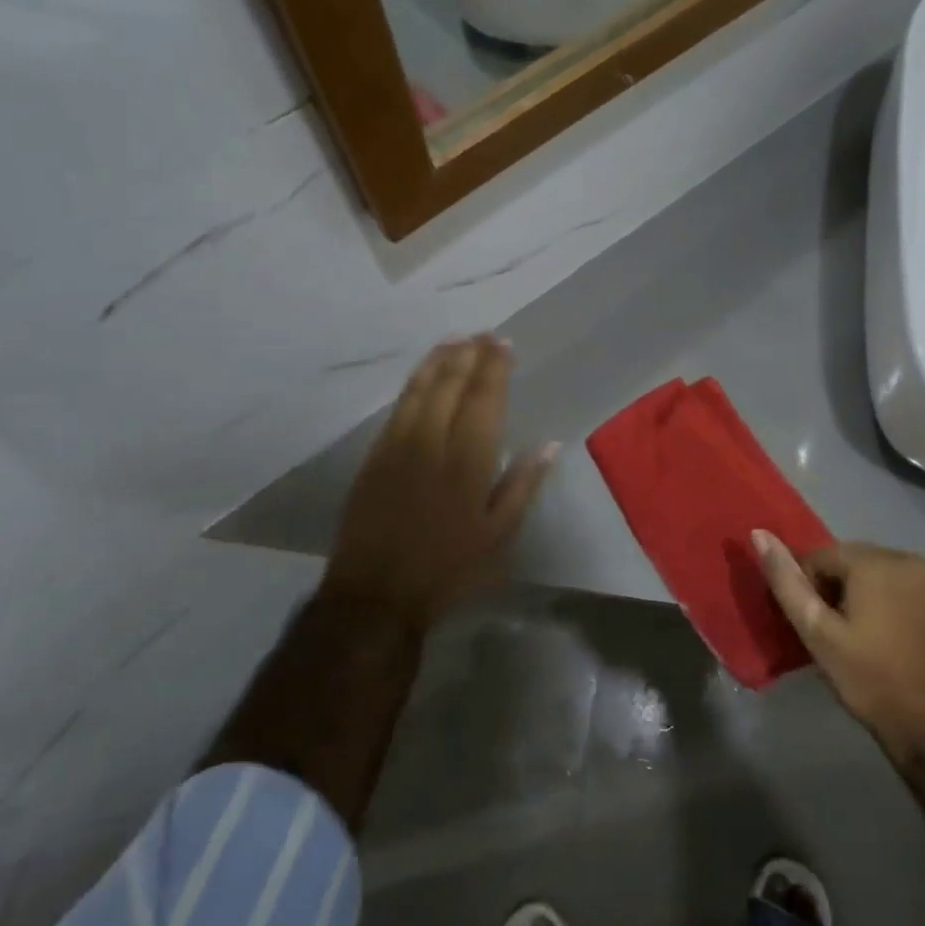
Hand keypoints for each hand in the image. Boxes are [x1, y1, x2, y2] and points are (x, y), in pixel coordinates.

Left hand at [323, 335, 557, 631]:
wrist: (376, 591)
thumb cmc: (448, 568)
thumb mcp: (499, 536)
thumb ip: (523, 485)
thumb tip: (549, 445)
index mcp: (468, 460)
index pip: (484, 398)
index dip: (495, 367)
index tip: (504, 344)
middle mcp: (432, 441)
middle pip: (451, 384)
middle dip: (469, 354)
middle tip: (484, 334)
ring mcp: (398, 444)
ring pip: (420, 388)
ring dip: (439, 360)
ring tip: (456, 340)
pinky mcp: (375, 454)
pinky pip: (398, 406)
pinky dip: (414, 382)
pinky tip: (423, 374)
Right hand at [753, 534, 924, 763]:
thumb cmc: (870, 679)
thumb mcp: (817, 633)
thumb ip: (787, 582)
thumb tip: (759, 534)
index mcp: (874, 562)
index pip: (821, 556)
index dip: (807, 587)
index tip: (811, 624)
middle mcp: (908, 559)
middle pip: (852, 562)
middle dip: (836, 588)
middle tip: (832, 632)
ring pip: (880, 575)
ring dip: (864, 595)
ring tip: (860, 637)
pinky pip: (907, 590)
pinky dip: (892, 604)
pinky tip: (891, 639)